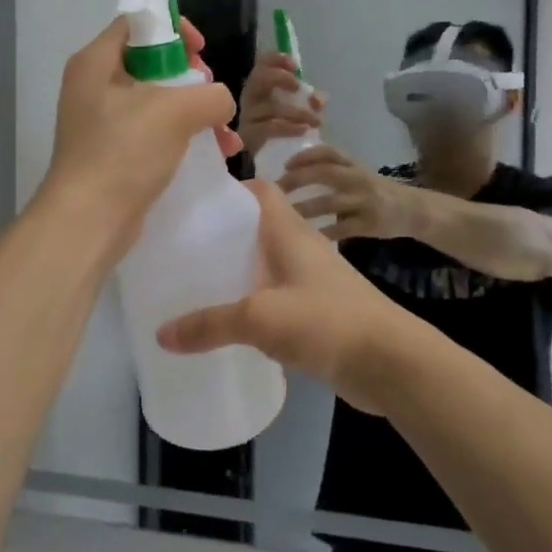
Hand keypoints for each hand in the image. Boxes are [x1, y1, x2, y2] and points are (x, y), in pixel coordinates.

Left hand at [40, 16, 240, 240]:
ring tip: (225, 136)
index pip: (137, 24)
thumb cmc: (124, 152)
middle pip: (152, 63)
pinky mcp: (114, 153)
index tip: (201, 51)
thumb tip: (220, 103)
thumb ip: (210, 95)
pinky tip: (216, 154)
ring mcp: (103, 122)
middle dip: (193, 79)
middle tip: (211, 98)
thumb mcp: (175, 112)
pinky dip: (184, 138)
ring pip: (159, 102)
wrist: (89, 221)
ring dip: (197, 114)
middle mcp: (94, 86)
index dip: (173, 29)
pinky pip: (155, 133)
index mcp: (96, 62)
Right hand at [156, 181, 411, 414]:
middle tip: (181, 248)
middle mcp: (301, 248)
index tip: (191, 203)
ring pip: (266, 265)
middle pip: (257, 229)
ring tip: (195, 284)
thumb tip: (161, 334)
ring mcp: (311, 281)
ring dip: (237, 271)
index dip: (228, 190)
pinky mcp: (317, 311)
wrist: (391, 362)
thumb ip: (210, 324)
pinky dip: (253, 303)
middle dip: (222, 235)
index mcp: (290, 232)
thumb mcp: (260, 318)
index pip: (259, 191)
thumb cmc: (327, 321)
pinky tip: (229, 323)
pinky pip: (276, 297)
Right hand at [237, 51, 325, 157]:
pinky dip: (288, 127)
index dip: (276, 60)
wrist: (273, 161)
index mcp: (261, 87)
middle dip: (279, 78)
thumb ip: (311, 101)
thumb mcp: (300, 110)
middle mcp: (250, 98)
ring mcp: (247, 117)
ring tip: (315, 120)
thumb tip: (318, 99)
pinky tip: (304, 130)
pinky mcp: (248, 136)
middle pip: (258, 78)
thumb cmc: (285, 129)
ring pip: (269, 106)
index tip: (294, 66)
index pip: (262, 64)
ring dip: (296, 111)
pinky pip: (268, 128)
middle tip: (297, 87)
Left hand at [278, 145, 420, 241]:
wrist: (414, 210)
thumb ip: (332, 172)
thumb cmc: (376, 191)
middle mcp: (359, 179)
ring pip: (330, 203)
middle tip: (277, 190)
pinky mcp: (370, 224)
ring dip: (305, 208)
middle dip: (298, 179)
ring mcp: (365, 201)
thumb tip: (292, 174)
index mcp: (354, 165)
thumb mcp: (358, 175)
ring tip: (284, 215)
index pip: (329, 152)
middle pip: (325, 173)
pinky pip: (342, 229)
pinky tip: (307, 238)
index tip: (286, 164)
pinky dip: (323, 233)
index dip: (306, 155)